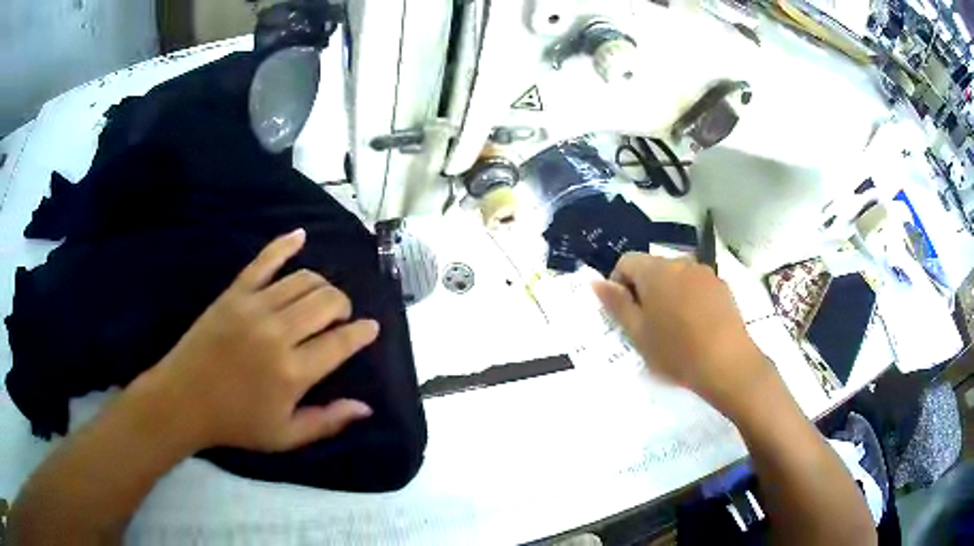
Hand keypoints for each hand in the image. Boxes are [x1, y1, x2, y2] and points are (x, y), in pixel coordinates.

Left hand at [131, 229, 377, 451]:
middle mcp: (278, 332)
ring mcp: (254, 307)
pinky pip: (264, 260)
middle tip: (341, 318)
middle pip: (327, 301)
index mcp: (293, 372)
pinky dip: (284, 245)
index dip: (362, 332)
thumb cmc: (236, 423)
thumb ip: (328, 422)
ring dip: (322, 285)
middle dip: (344, 306)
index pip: (341, 342)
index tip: (371, 328)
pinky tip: (300, 235)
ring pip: (303, 280)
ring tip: (322, 298)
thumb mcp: (286, 436)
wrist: (183, 399)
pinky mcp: (234, 292)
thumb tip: (366, 407)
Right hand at [592, 252, 773, 417]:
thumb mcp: (637, 333)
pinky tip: (696, 326)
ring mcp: (704, 272)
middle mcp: (680, 262)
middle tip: (648, 325)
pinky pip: (696, 285)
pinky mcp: (722, 285)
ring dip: (667, 294)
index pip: (626, 262)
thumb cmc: (676, 350)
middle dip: (644, 290)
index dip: (619, 285)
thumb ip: (616, 304)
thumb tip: (597, 282)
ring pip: (675, 277)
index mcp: (655, 270)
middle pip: (652, 268)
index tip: (625, 314)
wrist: (727, 363)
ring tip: (674, 327)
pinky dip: (689, 298)